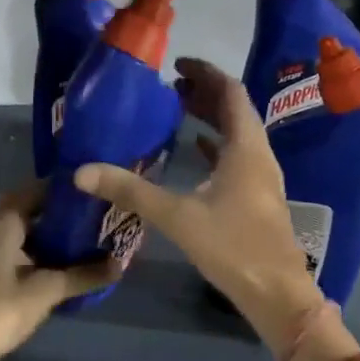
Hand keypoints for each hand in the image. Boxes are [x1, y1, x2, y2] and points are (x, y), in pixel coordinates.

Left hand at [0, 183, 119, 360]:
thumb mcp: (45, 290)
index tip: (100, 190)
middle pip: (35, 210)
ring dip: (56, 237)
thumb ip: (82, 275)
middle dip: (66, 214)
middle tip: (102, 217)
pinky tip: (70, 268)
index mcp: (5, 220)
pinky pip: (24, 253)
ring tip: (93, 240)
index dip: (69, 189)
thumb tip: (121, 264)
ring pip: (30, 233)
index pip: (40, 188)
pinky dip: (45, 256)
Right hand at [76, 58, 321, 357]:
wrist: (277, 295)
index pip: (231, 92)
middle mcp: (258, 155)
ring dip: (210, 117)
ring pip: (236, 133)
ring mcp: (261, 177)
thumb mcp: (177, 216)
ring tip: (177, 109)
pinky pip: (236, 157)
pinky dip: (214, 146)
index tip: (177, 65)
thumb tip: (82, 172)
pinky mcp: (257, 198)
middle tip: (170, 86)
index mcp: (246, 148)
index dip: (206, 72)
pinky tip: (194, 150)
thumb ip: (130, 191)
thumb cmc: (233, 247)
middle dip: (204, 93)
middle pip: (234, 109)